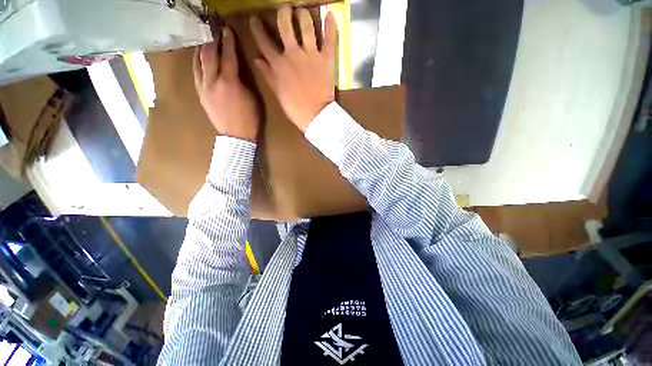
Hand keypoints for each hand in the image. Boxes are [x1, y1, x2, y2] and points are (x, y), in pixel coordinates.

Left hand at [194, 27, 259, 142]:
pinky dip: (197, 62)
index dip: (228, 42)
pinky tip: (199, 57)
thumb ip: (243, 81)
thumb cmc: (249, 119)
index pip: (228, 56)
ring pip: (199, 62)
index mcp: (230, 82)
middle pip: (209, 55)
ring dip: (202, 48)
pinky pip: (195, 73)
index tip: (227, 29)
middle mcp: (213, 81)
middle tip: (213, 29)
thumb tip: (236, 70)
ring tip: (204, 39)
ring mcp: (204, 88)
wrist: (236, 137)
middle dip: (212, 40)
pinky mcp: (200, 94)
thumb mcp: (252, 98)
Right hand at [250, 6, 336, 131]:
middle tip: (285, 9)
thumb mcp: (278, 93)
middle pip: (285, 25)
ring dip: (303, 15)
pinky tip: (330, 13)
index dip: (258, 29)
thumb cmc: (295, 108)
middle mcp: (293, 54)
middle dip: (283, 13)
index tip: (255, 19)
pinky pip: (329, 39)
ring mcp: (311, 54)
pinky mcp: (326, 59)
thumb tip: (257, 59)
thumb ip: (268, 75)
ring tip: (302, 11)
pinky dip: (330, 25)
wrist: (316, 116)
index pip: (264, 41)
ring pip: (306, 25)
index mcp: (279, 64)